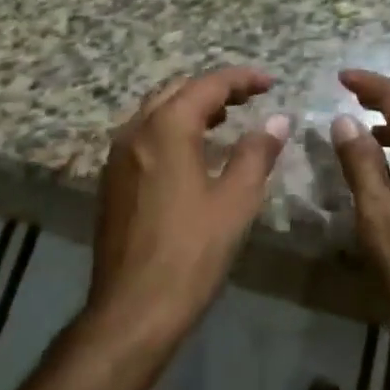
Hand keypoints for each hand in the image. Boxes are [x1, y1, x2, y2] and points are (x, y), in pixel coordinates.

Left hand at [86, 67, 289, 353]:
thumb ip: (256, 153)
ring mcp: (118, 155)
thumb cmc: (191, 253)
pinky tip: (192, 152)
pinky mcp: (112, 180)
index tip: (270, 83)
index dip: (241, 79)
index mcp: (166, 128)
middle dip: (214, 88)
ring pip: (156, 111)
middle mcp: (136, 130)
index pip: (208, 85)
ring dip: (191, 107)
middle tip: (249, 98)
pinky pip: (144, 135)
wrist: (132, 310)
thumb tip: (277, 120)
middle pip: (177, 90)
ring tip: (225, 119)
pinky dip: (171, 128)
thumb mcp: (235, 201)